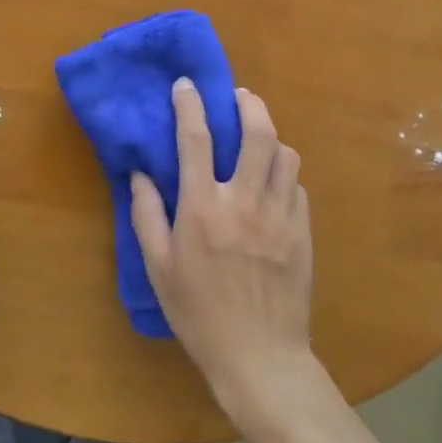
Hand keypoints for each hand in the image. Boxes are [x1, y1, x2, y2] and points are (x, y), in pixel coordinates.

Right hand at [130, 80, 314, 421]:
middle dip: (248, 104)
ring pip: (285, 155)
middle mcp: (245, 202)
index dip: (190, 105)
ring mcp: (280, 216)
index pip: (196, 139)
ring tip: (257, 138)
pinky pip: (297, 186)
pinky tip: (272, 183)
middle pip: (257, 133)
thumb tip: (139, 173)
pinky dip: (284, 173)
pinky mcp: (302, 233)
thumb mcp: (158, 267)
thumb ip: (146, 215)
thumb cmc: (199, 312)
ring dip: (271, 137)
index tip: (186, 84)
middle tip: (238, 97)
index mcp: (203, 208)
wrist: (260, 358)